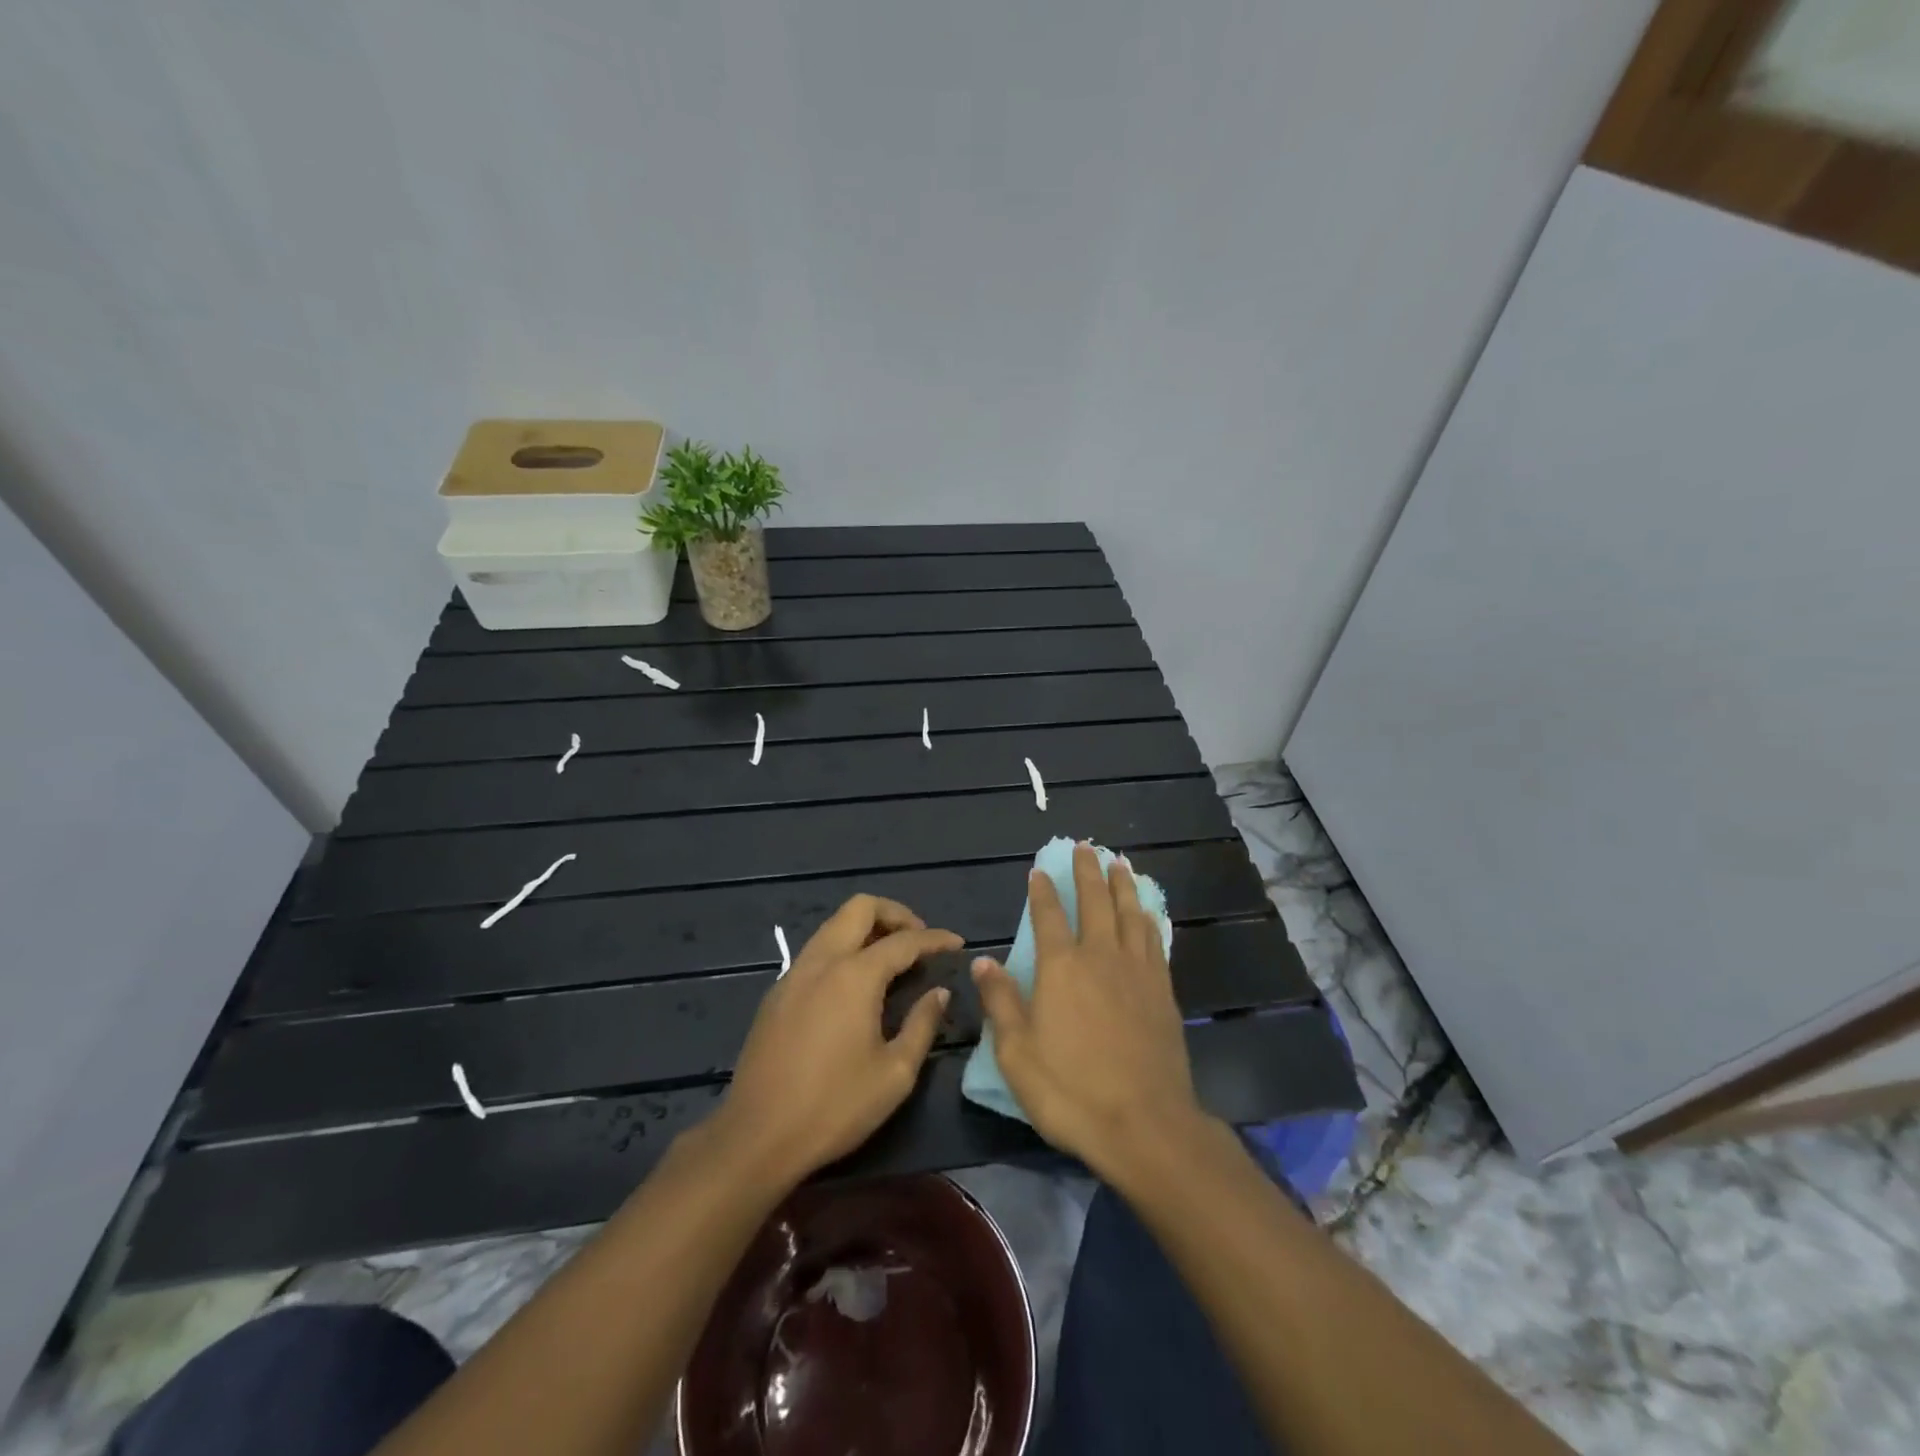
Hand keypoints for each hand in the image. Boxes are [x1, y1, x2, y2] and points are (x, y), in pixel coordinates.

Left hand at [710, 895, 959, 1189]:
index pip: (904, 941)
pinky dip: (842, 949)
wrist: (756, 1137)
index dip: (935, 939)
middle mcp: (822, 961)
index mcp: (854, 976)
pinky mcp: (776, 994)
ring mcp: (793, 974)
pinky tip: (854, 983)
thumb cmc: (834, 1107)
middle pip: (859, 908)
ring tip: (891, 956)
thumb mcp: (895, 1073)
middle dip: (895, 913)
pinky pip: (815, 951)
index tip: (957, 943)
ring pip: (833, 925)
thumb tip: (939, 993)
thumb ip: (922, 1024)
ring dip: (865, 928)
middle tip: (918, 939)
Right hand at [971, 844, 1206, 1178]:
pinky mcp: (1163, 991)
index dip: (1043, 891)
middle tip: (1086, 846)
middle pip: (1095, 902)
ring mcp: (1137, 971)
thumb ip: (1001, 1001)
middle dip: (1088, 871)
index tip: (1040, 870)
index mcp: (1061, 967)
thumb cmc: (1070, 1090)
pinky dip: (1149, 919)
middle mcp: (1100, 957)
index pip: (1049, 916)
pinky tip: (1149, 913)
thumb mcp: (1017, 1052)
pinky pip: (1155, 941)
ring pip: (1130, 913)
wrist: (1145, 1125)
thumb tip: (984, 960)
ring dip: (1123, 885)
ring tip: (1120, 863)